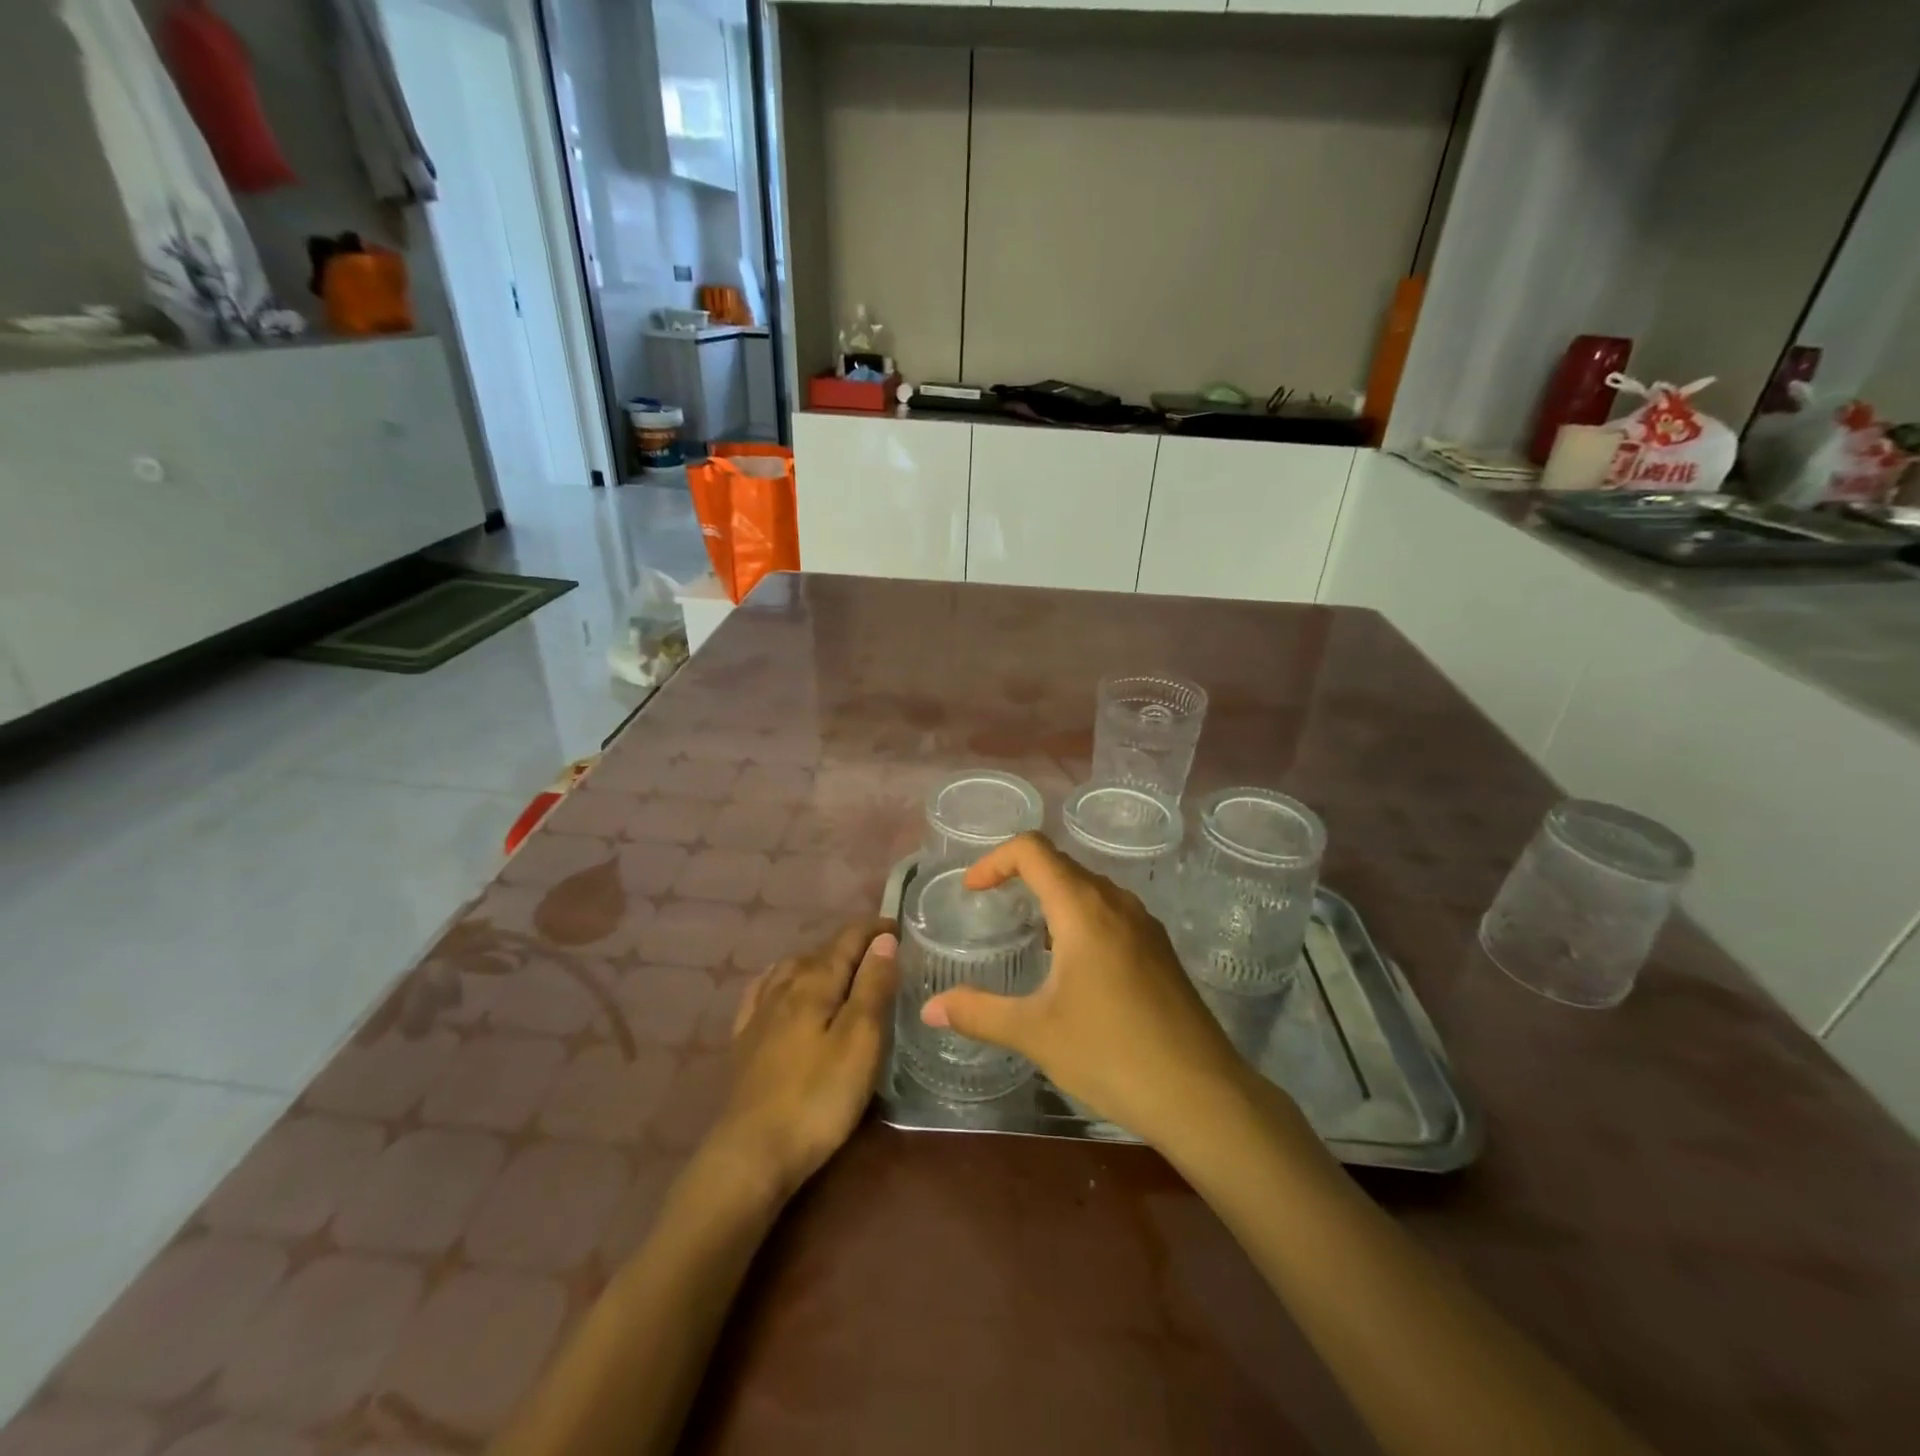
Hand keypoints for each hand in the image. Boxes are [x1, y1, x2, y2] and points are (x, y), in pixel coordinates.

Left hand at [709, 918, 898, 1202]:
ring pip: (792, 968)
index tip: (900, 927)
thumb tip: (884, 940)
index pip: (848, 939)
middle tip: (882, 951)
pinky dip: (782, 978)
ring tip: (841, 966)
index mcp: (815, 981)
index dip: (874, 929)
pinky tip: (781, 986)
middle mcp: (784, 986)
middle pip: (821, 951)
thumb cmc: (818, 1097)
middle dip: (852, 944)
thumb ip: (873, 986)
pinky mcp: (745, 1041)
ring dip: (820, 959)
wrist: (751, 1153)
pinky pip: (764, 991)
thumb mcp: (860, 1041)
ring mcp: (760, 1013)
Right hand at [921, 834, 1258, 1150]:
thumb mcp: (1035, 1033)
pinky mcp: (1160, 950)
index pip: (1033, 850)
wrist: (1201, 1095)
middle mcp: (1116, 903)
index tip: (972, 891)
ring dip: (1053, 897)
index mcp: (1083, 909)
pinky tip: (1072, 967)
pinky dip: (1080, 918)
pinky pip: (1111, 913)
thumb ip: (978, 1013)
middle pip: (1061, 865)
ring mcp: (1144, 925)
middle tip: (991, 908)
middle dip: (1020, 876)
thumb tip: (929, 1009)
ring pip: (1089, 888)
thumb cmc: (1111, 1053)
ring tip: (1028, 937)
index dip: (995, 860)